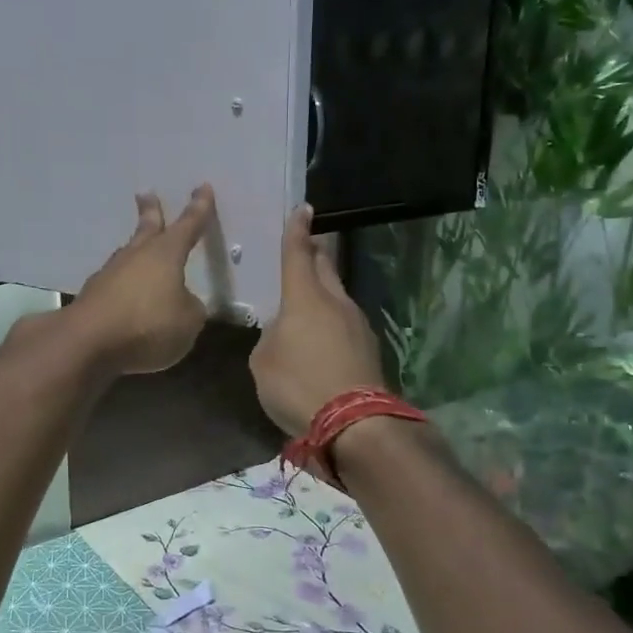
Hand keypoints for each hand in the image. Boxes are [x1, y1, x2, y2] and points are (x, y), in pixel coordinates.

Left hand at [69, 187, 215, 374]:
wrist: (88, 341)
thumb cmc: (147, 324)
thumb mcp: (188, 322)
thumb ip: (191, 309)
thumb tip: (183, 303)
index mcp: (166, 254)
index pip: (188, 225)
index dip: (199, 208)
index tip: (202, 187)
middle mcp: (136, 256)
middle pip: (147, 228)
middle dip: (150, 211)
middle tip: (146, 194)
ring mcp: (110, 274)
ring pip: (127, 254)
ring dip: (135, 249)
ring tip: (139, 247)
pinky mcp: (93, 296)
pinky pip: (115, 283)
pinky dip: (124, 284)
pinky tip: (126, 294)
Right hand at [249, 204, 386, 435]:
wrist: (355, 423)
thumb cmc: (298, 385)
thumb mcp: (263, 362)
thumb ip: (270, 338)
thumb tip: (283, 334)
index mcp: (304, 297)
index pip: (298, 253)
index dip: (296, 230)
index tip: (302, 209)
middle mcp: (335, 302)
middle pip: (325, 267)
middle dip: (315, 253)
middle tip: (305, 247)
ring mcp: (357, 324)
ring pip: (337, 296)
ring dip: (323, 292)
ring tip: (307, 301)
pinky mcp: (369, 348)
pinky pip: (344, 323)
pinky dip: (331, 322)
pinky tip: (320, 339)